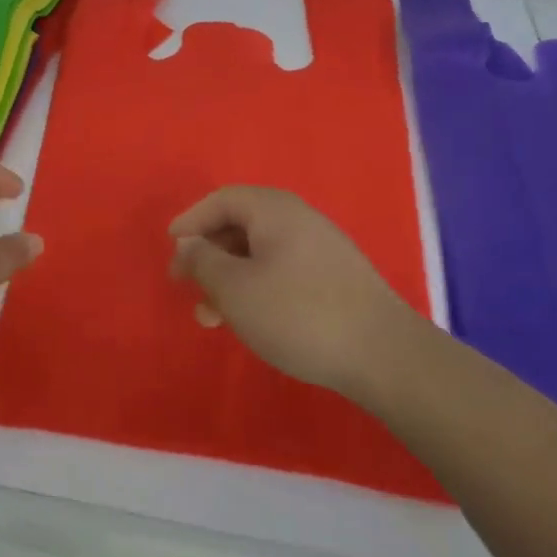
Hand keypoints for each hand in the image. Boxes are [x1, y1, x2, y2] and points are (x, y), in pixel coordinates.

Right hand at [169, 186, 417, 393]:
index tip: (171, 247)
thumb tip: (188, 244)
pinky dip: (255, 288)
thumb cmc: (298, 314)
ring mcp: (321, 249)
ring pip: (259, 253)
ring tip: (212, 316)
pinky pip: (280, 270)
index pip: (222, 200)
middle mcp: (299, 219)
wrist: (385, 355)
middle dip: (208, 254)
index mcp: (274, 210)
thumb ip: (203, 261)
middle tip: (186, 285)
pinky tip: (250, 319)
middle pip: (240, 225)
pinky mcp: (335, 279)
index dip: (191, 220)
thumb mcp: (236, 289)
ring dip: (229, 278)